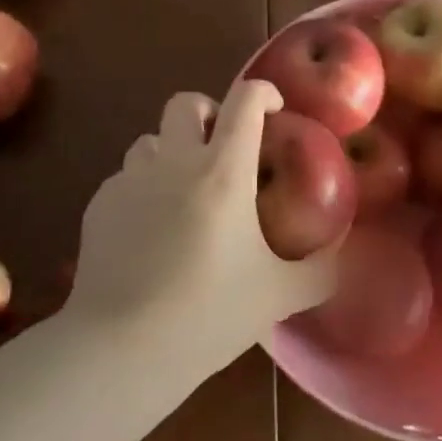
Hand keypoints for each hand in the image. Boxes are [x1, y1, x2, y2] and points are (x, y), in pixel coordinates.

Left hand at [69, 79, 335, 376]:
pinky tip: (149, 231)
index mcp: (222, 172)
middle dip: (208, 111)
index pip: (245, 101)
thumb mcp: (278, 296)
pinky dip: (143, 189)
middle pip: (186, 103)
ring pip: (150, 139)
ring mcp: (130, 180)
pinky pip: (125, 178)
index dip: (264, 92)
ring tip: (183, 189)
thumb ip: (319, 271)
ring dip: (171, 151)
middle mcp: (174, 162)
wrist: (121, 348)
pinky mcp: (100, 203)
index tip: (274, 108)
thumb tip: (341, 256)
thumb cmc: (207, 315)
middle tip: (223, 144)